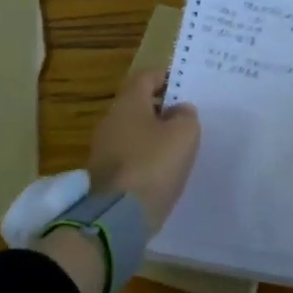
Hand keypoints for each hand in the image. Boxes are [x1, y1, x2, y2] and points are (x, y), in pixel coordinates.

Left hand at [89, 68, 200, 235]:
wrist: (119, 215)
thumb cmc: (154, 164)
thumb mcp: (184, 134)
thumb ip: (186, 116)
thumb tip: (179, 110)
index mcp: (128, 103)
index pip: (146, 77)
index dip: (167, 77)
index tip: (186, 86)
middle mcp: (111, 120)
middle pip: (138, 104)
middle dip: (162, 108)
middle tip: (187, 118)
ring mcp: (104, 148)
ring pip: (134, 131)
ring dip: (155, 134)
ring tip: (180, 145)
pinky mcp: (105, 173)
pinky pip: (130, 155)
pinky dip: (147, 156)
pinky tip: (164, 168)